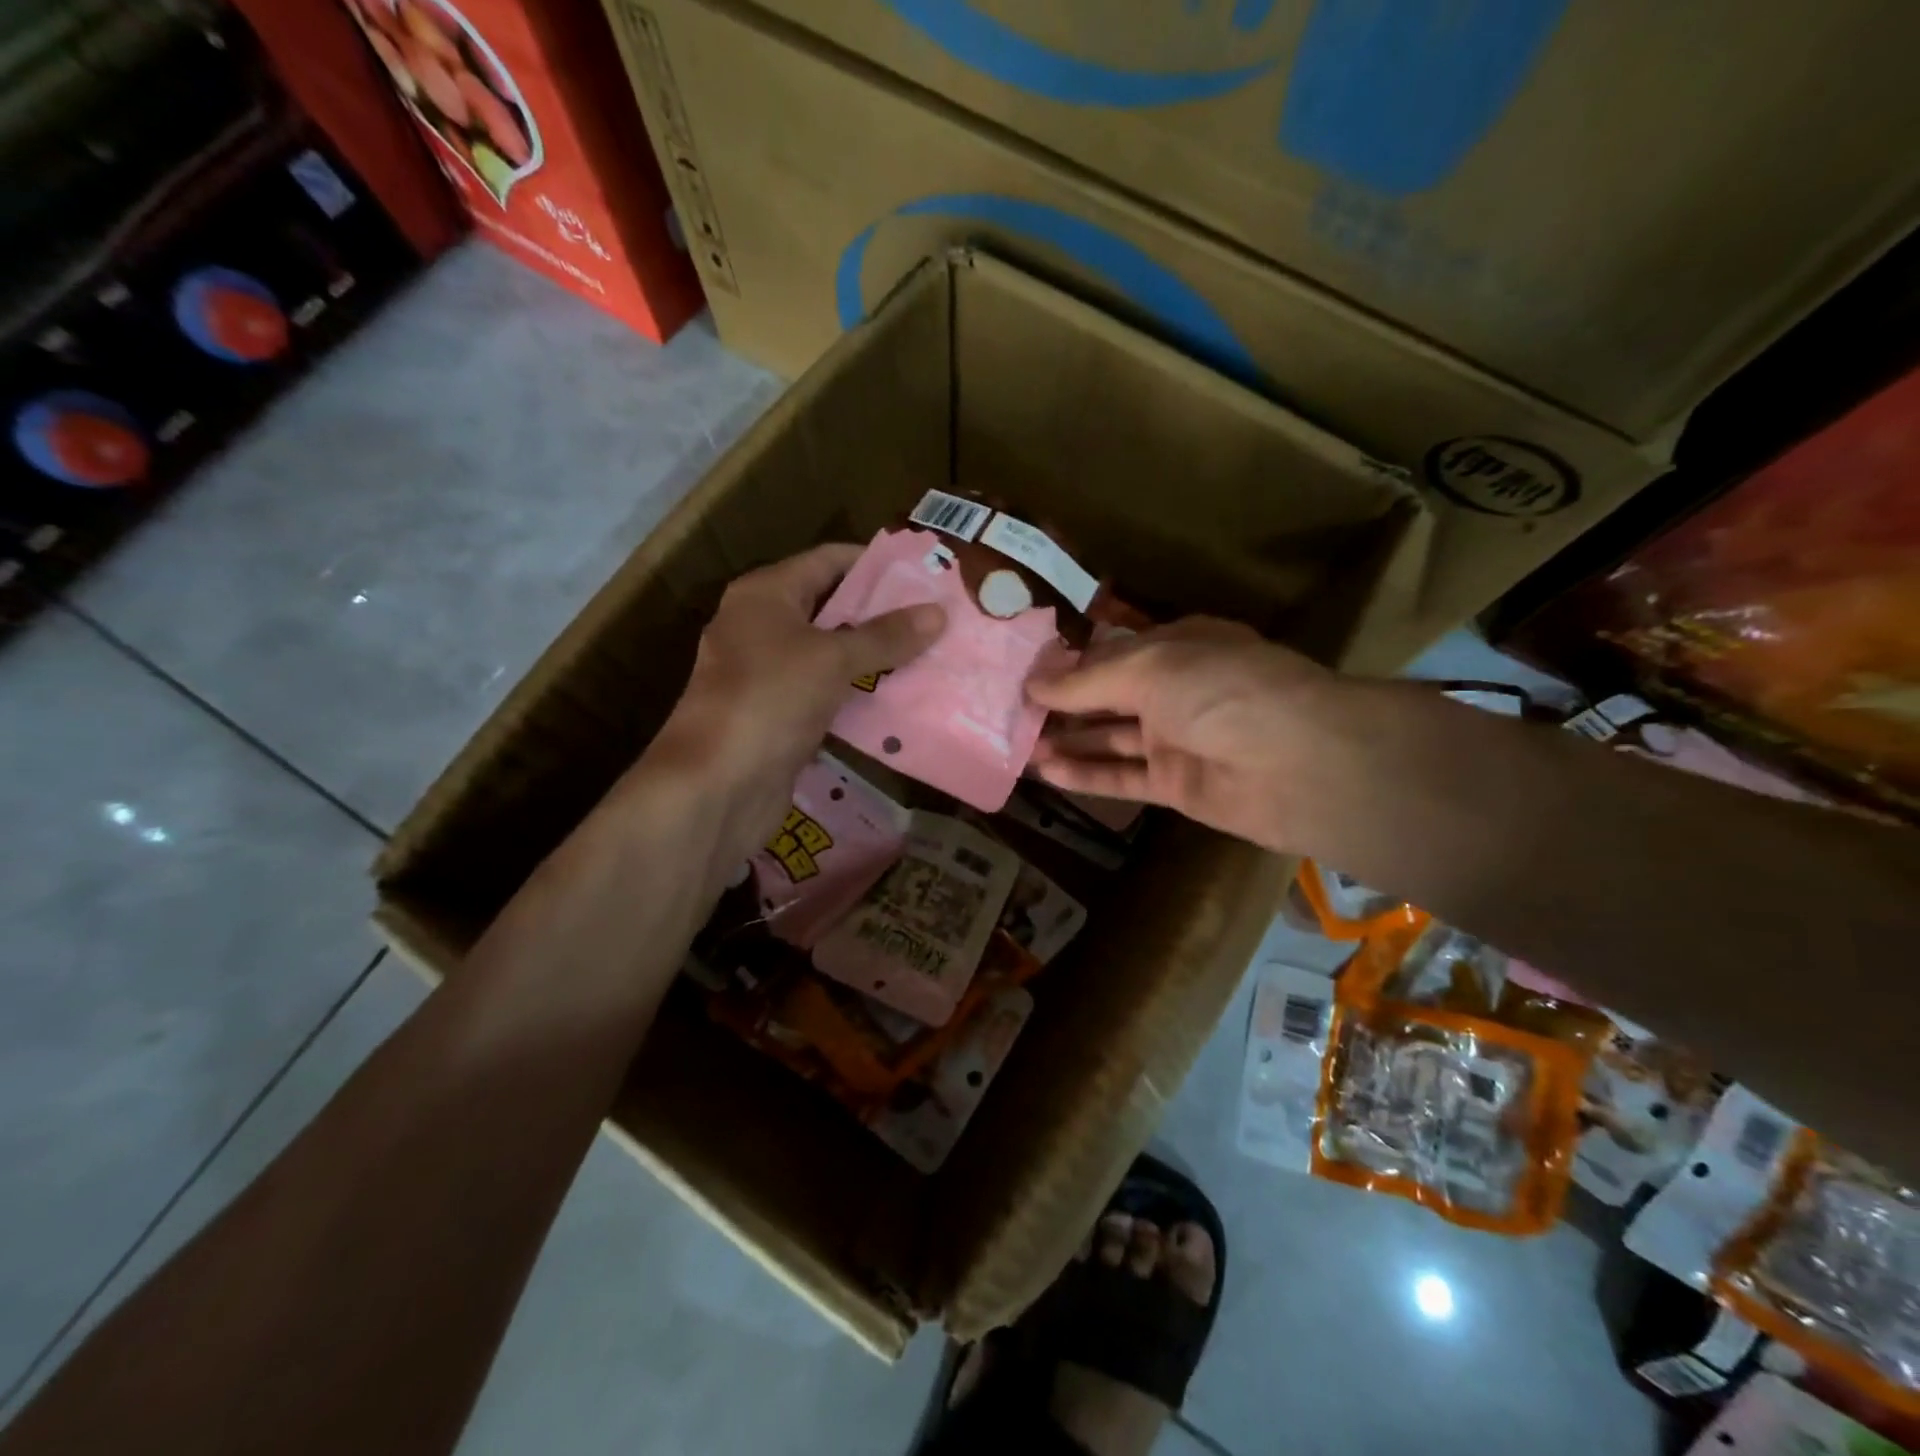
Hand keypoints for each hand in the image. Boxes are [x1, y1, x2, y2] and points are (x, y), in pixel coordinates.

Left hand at [645, 543, 943, 868]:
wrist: (718, 784)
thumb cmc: (771, 699)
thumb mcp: (832, 658)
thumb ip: (885, 636)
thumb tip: (938, 613)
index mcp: (765, 594)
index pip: (827, 561)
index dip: (874, 564)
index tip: (922, 572)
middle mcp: (761, 626)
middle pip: (830, 607)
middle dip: (880, 613)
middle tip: (934, 617)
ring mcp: (767, 674)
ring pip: (830, 655)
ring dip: (873, 657)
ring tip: (929, 654)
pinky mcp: (777, 716)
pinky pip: (826, 694)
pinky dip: (858, 694)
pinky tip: (899, 699)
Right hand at [1026, 617, 1340, 854]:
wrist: (1301, 765)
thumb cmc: (1224, 692)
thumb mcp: (1151, 667)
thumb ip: (1087, 680)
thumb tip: (1032, 684)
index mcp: (1178, 646)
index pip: (1112, 651)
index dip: (1068, 661)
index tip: (1021, 671)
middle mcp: (1176, 690)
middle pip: (1107, 695)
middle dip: (1061, 703)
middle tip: (1008, 711)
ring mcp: (1176, 739)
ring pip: (1110, 737)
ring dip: (1067, 739)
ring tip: (1016, 743)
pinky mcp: (1176, 785)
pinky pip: (1122, 777)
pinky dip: (1086, 774)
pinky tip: (1046, 771)